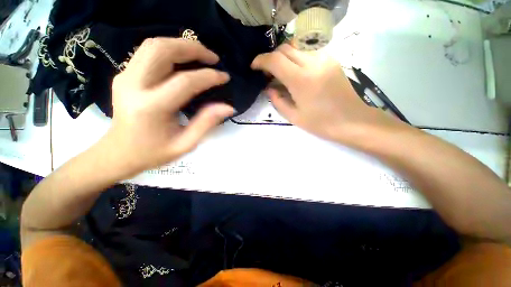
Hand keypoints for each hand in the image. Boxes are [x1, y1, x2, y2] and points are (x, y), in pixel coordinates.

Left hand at [103, 38, 233, 175]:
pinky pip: (148, 53)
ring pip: (153, 45)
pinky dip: (169, 50)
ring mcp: (125, 77)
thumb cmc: (154, 153)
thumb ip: (207, 123)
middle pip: (162, 50)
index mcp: (151, 108)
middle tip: (213, 58)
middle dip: (192, 48)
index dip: (208, 76)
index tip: (225, 76)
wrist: (118, 153)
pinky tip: (184, 60)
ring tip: (201, 55)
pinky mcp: (124, 75)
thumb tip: (228, 107)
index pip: (185, 82)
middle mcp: (133, 85)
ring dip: (180, 45)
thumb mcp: (186, 144)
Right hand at [251, 44, 404, 146]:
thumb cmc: (322, 123)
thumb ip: (277, 101)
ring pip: (297, 46)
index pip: (275, 60)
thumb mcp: (294, 117)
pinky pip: (308, 50)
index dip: (261, 61)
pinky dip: (297, 56)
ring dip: (284, 56)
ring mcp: (324, 58)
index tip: (254, 67)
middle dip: (271, 58)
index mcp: (301, 80)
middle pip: (285, 48)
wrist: (353, 121)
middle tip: (268, 73)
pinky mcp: (331, 59)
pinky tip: (296, 70)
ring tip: (281, 72)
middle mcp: (313, 63)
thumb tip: (268, 88)